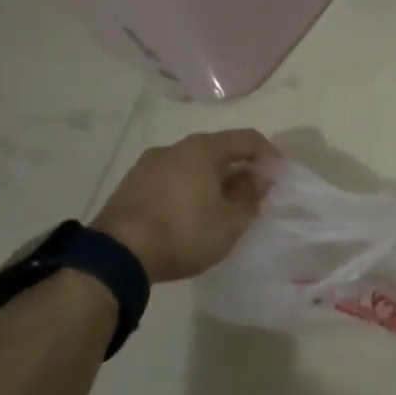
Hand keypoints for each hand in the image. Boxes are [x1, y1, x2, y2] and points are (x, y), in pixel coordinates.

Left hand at [92, 130, 275, 281]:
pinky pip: (171, 180)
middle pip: (218, 150)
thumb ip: (251, 197)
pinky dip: (188, 190)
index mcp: (202, 149)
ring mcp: (148, 165)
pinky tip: (191, 216)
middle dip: (239, 170)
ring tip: (221, 208)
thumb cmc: (183, 232)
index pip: (247, 139)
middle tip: (253, 196)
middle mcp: (174, 148)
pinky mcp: (130, 186)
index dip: (269, 156)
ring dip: (213, 181)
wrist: (116, 255)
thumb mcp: (230, 222)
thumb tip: (258, 179)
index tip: (279, 179)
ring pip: (192, 166)